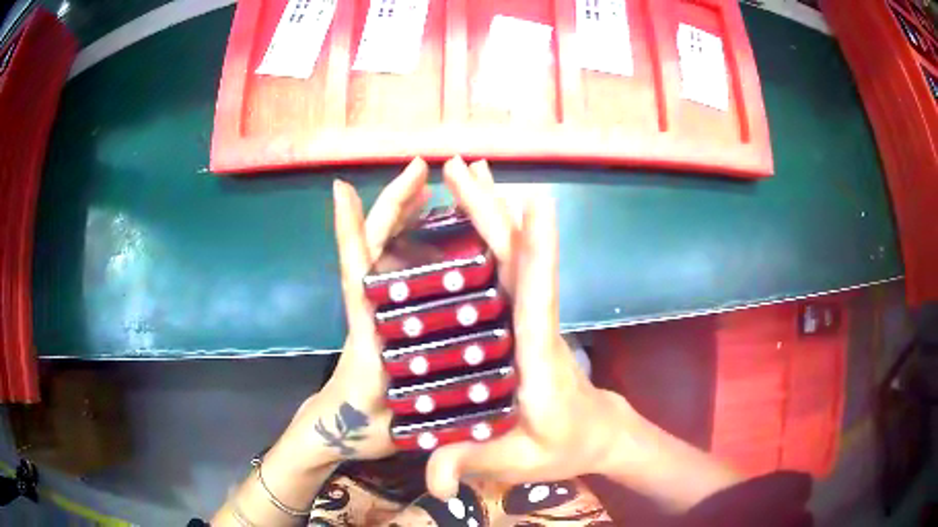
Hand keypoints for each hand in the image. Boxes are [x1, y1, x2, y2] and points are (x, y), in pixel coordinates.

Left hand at [279, 158, 430, 467]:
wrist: (342, 431)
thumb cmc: (359, 427)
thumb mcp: (381, 420)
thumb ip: (404, 407)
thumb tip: (436, 387)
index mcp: (368, 330)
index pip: (355, 270)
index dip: (349, 230)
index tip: (344, 189)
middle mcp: (372, 310)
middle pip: (373, 246)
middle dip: (394, 203)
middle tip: (424, 169)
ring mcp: (379, 310)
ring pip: (386, 252)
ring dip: (406, 217)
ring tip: (434, 190)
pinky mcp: (387, 317)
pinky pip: (399, 271)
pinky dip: (413, 245)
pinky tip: (436, 238)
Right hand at [425, 158, 637, 497]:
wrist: (596, 433)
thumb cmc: (563, 445)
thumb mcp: (518, 463)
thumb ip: (475, 464)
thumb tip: (435, 486)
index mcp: (539, 359)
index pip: (539, 300)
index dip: (539, 253)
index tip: (535, 205)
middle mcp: (537, 325)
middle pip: (517, 259)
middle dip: (490, 210)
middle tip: (461, 167)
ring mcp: (531, 317)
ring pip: (512, 253)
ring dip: (489, 210)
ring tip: (466, 173)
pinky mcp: (524, 317)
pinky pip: (506, 267)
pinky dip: (491, 233)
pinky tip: (472, 217)